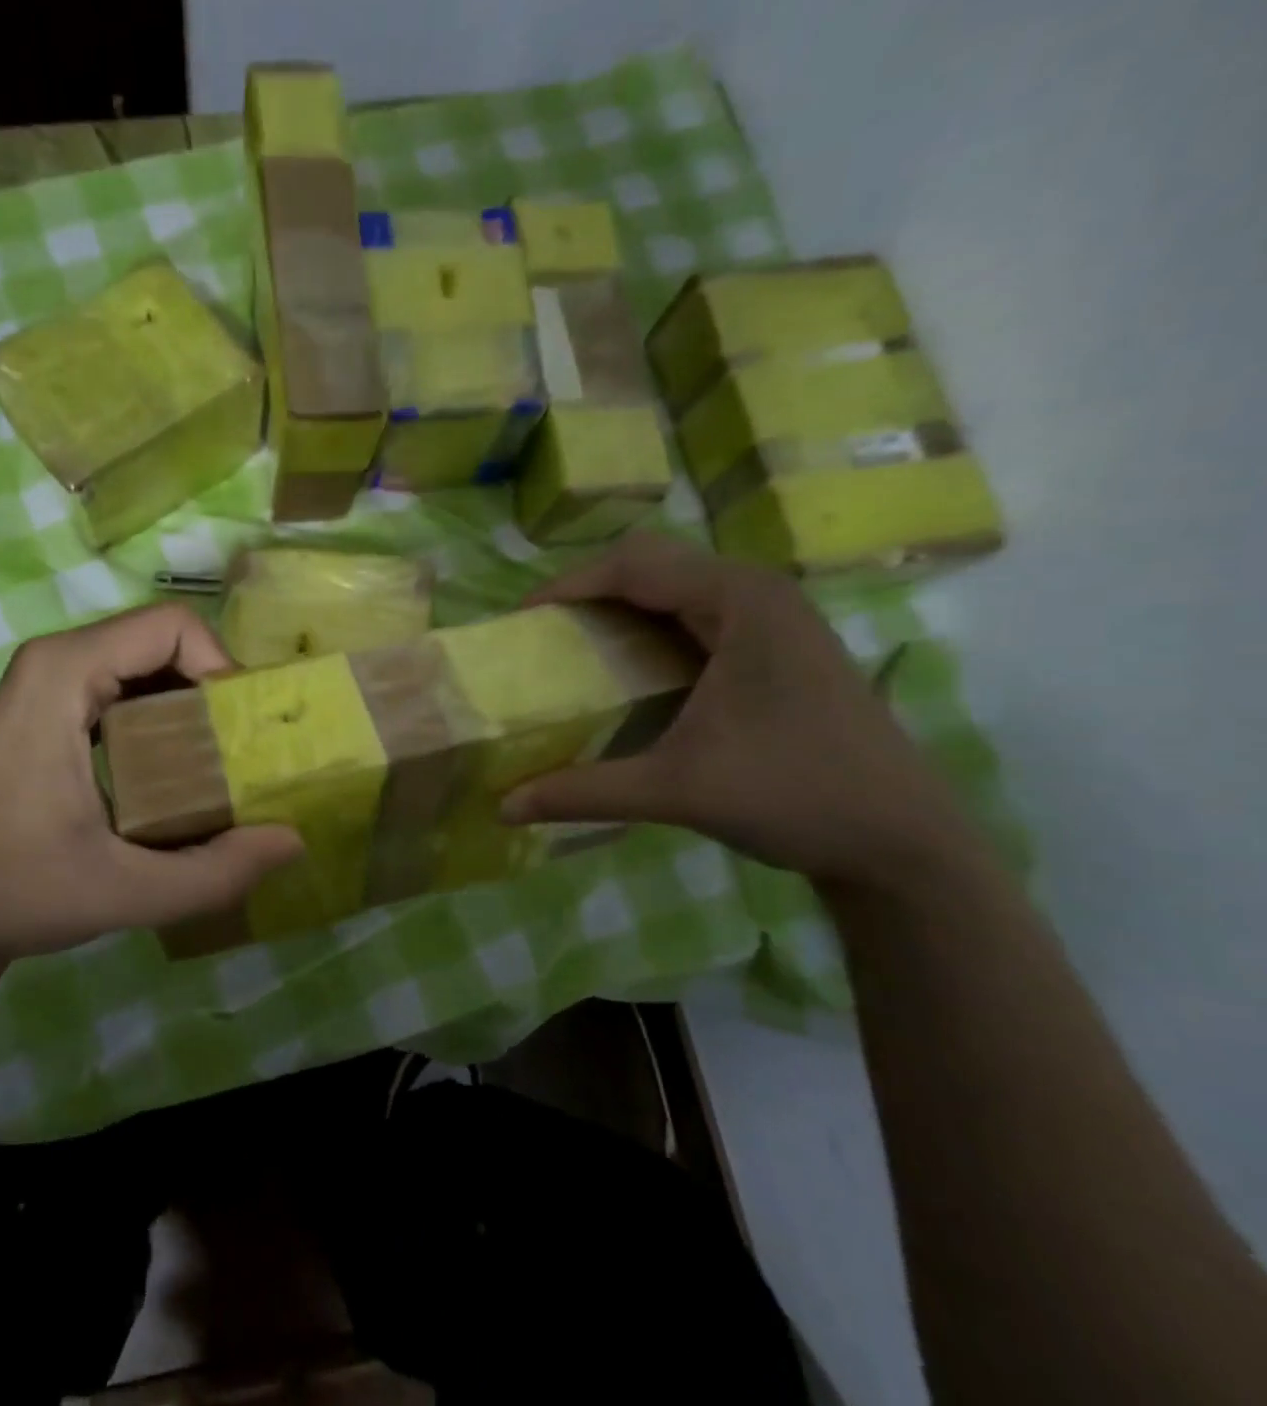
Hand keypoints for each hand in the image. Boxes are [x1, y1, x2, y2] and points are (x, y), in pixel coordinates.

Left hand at [0, 605, 302, 957]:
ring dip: (195, 702)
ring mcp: (49, 680)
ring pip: (149, 661)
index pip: (172, 626)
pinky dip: (167, 713)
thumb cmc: (16, 892)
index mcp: (63, 674)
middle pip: (165, 639)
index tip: (245, 733)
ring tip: (223, 763)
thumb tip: (294, 841)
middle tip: (246, 752)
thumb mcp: (127, 893)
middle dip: (216, 688)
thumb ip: (216, 872)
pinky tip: (181, 768)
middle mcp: (56, 659)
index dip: (223, 667)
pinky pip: (127, 684)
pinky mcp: (51, 704)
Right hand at [500, 533, 970, 883]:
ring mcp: (774, 617)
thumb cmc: (795, 796)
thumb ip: (584, 792)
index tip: (520, 621)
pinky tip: (630, 669)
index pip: (632, 564)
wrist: (902, 841)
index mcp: (740, 601)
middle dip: (589, 590)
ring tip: (575, 646)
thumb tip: (504, 805)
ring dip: (620, 607)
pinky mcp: (778, 645)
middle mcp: (758, 592)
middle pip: (652, 563)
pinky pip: (696, 613)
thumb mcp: (677, 790)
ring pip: (676, 586)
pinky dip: (650, 627)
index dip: (567, 585)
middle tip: (545, 634)